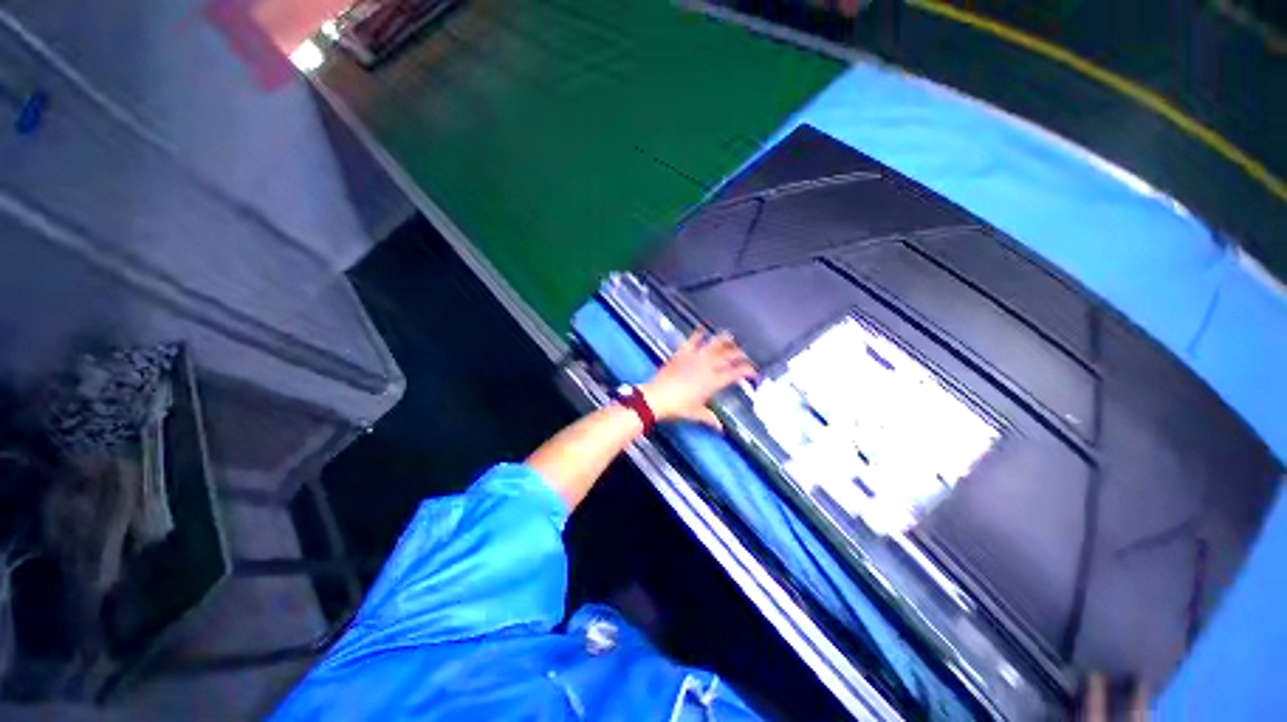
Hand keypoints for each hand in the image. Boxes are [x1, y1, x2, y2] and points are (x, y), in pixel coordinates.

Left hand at [642, 330, 757, 429]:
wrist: (657, 397)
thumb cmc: (678, 407)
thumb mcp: (696, 413)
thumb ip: (710, 418)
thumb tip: (720, 428)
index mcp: (714, 381)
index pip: (736, 373)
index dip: (748, 371)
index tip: (754, 371)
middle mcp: (707, 367)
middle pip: (728, 356)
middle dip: (739, 354)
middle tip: (744, 354)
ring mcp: (695, 358)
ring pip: (713, 345)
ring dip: (723, 340)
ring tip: (730, 336)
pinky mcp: (682, 354)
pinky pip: (692, 341)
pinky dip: (697, 334)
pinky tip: (702, 329)